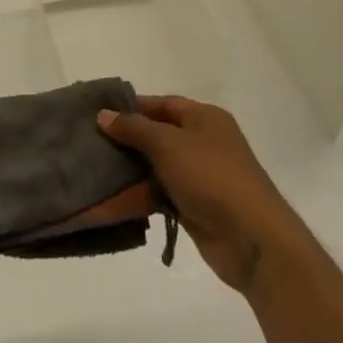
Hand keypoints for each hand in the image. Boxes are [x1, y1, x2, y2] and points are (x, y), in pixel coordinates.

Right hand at [97, 96, 310, 294]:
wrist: (253, 239)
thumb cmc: (211, 177)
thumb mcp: (168, 145)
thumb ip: (134, 129)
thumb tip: (104, 115)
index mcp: (205, 118)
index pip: (162, 104)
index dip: (131, 107)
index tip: (98, 114)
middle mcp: (203, 143)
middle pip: (157, 136)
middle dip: (125, 142)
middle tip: (89, 145)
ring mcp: (200, 177)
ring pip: (155, 169)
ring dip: (128, 174)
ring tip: (93, 176)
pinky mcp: (195, 207)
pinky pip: (160, 196)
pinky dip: (138, 199)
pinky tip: (110, 204)